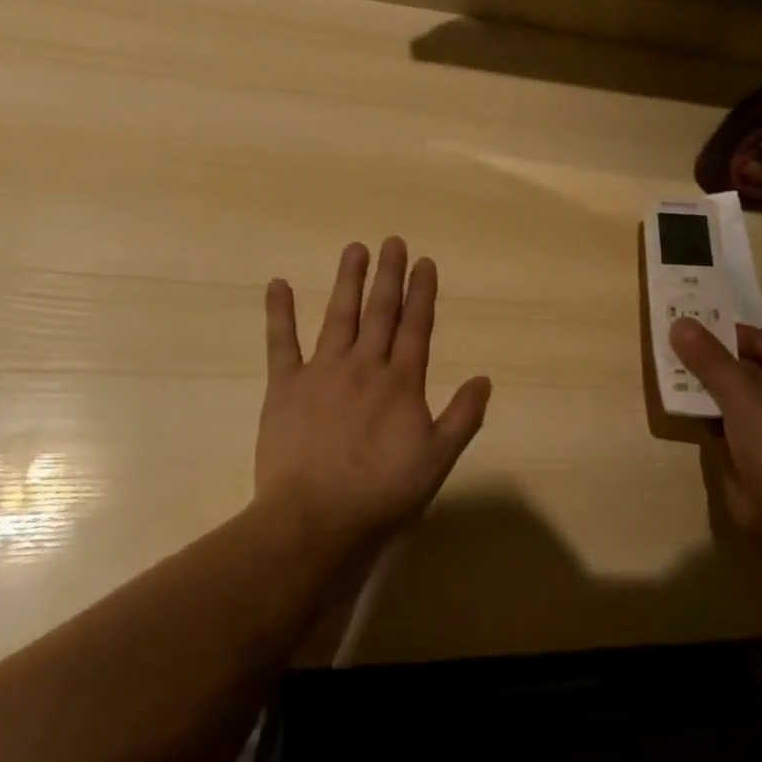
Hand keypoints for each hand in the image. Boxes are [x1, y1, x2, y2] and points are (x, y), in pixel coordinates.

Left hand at [256, 238, 492, 548]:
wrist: (315, 520)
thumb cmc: (382, 494)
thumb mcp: (437, 461)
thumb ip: (463, 418)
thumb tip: (484, 379)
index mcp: (401, 382)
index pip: (416, 326)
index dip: (422, 292)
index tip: (424, 262)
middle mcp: (365, 365)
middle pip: (380, 311)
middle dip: (388, 275)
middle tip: (392, 241)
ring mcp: (322, 371)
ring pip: (339, 316)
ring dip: (348, 280)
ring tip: (354, 248)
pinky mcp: (285, 386)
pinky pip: (281, 342)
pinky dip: (279, 312)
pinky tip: (278, 283)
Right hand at [670, 319, 761, 549]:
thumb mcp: (741, 391)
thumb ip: (709, 357)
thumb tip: (679, 323)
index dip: (737, 334)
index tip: (700, 331)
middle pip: (752, 370)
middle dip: (717, 359)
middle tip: (680, 347)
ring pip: (737, 399)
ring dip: (707, 387)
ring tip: (672, 373)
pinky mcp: (755, 457)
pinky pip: (728, 425)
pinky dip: (707, 415)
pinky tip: (681, 407)